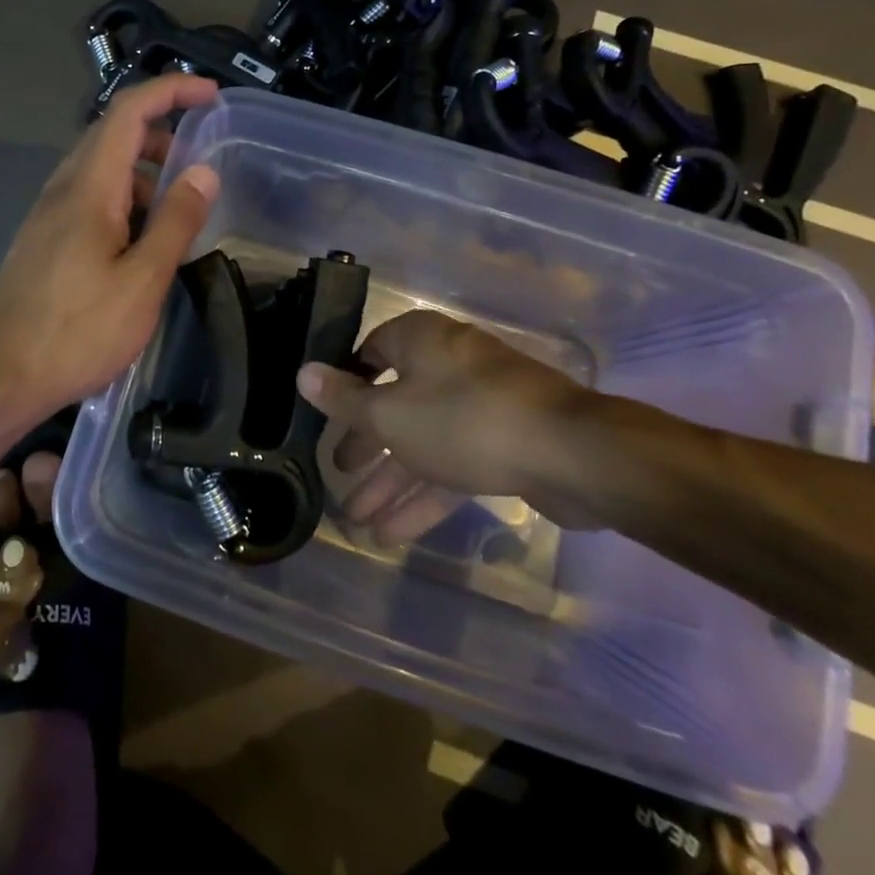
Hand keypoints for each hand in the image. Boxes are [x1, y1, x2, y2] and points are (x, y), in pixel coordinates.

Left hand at [0, 75, 220, 424]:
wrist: (0, 377)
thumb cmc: (77, 332)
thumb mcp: (142, 281)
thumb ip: (175, 222)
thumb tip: (203, 172)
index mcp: (89, 187)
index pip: (129, 112)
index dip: (171, 91)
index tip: (210, 96)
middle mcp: (63, 189)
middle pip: (112, 134)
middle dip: (160, 131)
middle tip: (199, 159)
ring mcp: (48, 214)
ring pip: (100, 169)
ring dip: (142, 171)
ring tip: (177, 209)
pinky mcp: (43, 240)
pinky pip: (88, 198)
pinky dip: (123, 199)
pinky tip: (140, 242)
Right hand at [297, 310, 599, 545]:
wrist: (572, 455)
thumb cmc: (464, 421)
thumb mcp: (390, 414)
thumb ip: (344, 400)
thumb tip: (303, 373)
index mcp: (420, 341)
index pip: (371, 353)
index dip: (346, 384)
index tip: (326, 415)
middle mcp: (448, 364)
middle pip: (395, 403)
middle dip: (367, 446)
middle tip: (340, 473)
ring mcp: (480, 404)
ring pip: (423, 441)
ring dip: (391, 482)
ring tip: (358, 523)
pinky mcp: (504, 442)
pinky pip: (452, 464)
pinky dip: (425, 495)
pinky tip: (394, 534)